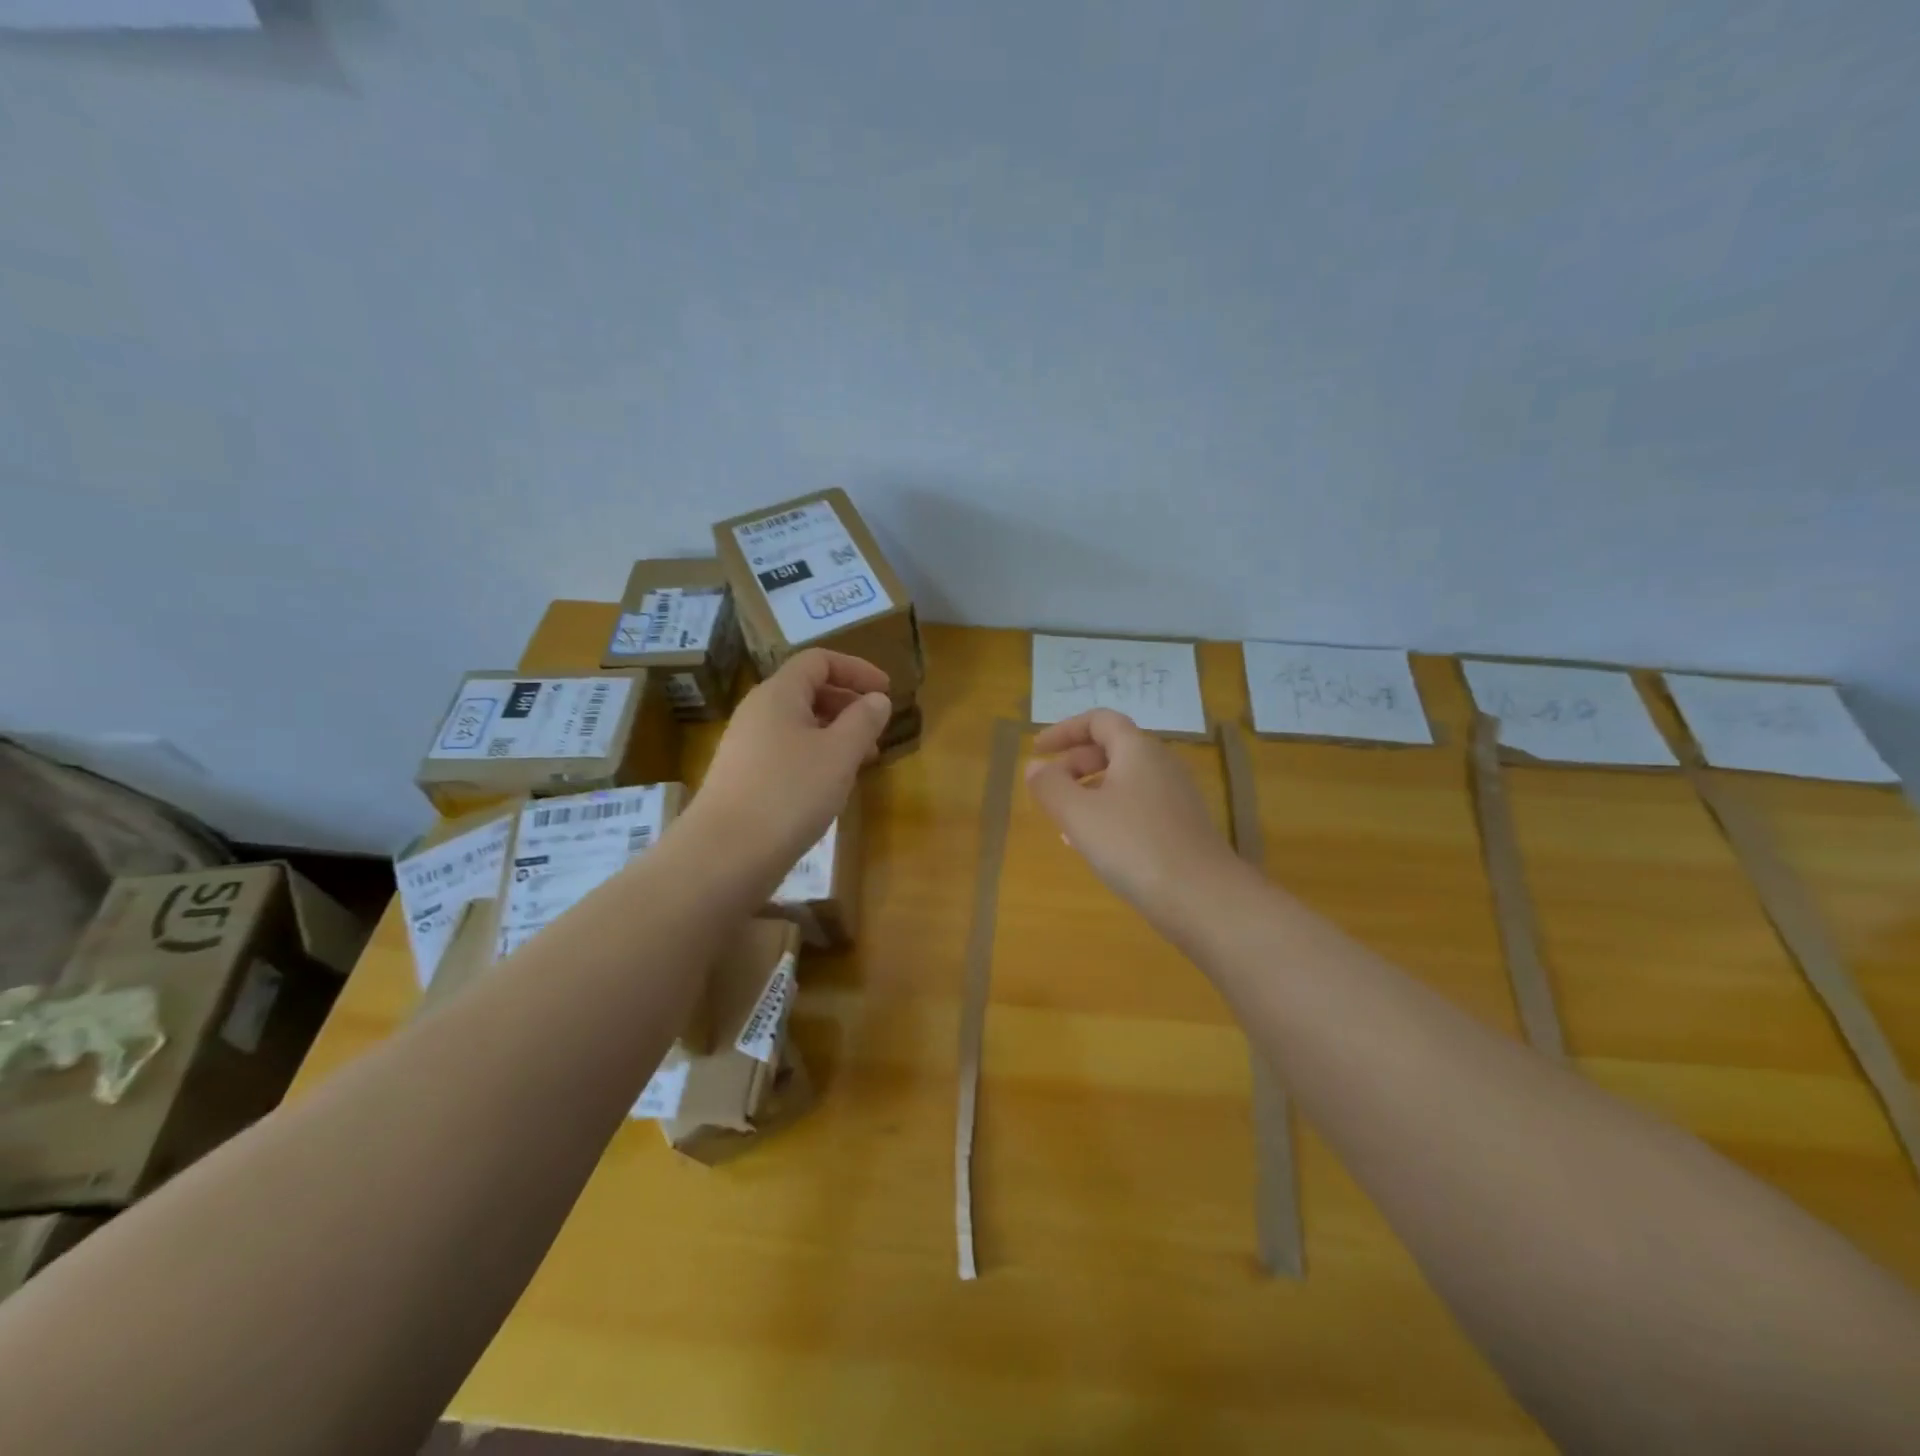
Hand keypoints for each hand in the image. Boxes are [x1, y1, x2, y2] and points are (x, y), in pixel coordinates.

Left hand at [692, 649, 890, 884]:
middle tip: (877, 731)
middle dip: (848, 704)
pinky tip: (830, 787)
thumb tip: (877, 699)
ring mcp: (746, 746)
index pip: (819, 660)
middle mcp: (757, 712)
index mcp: (778, 693)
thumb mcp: (840, 753)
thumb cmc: (790, 793)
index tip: (886, 691)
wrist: (725, 854)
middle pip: (808, 690)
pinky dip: (816, 757)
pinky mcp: (743, 778)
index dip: (856, 669)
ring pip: (799, 725)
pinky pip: (787, 752)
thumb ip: (864, 720)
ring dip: (835, 734)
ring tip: (862, 762)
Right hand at [1025, 709, 1240, 928]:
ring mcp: (1176, 796)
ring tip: (1064, 821)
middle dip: (1074, 764)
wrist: (1203, 898)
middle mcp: (1161, 764)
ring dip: (1089, 791)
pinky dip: (1110, 812)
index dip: (1064, 730)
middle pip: (1112, 748)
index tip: (1037, 750)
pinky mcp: (1182, 826)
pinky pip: (1138, 806)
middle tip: (1048, 789)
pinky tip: (1096, 845)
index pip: (1099, 720)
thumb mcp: (1078, 815)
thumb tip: (1035, 767)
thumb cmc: (1134, 846)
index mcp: (1138, 750)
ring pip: (1124, 780)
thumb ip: (1050, 786)